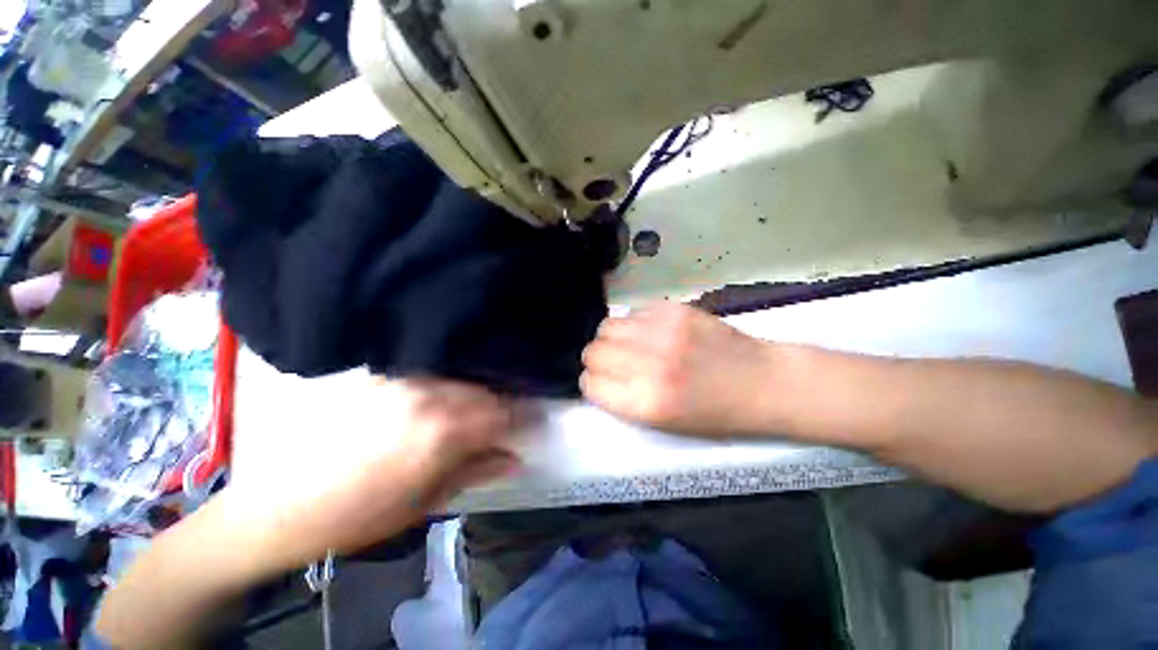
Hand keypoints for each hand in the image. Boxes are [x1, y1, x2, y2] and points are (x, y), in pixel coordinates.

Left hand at [223, 379, 518, 570]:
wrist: (277, 506)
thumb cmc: (358, 516)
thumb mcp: (426, 501)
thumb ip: (477, 470)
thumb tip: (515, 457)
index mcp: (441, 432)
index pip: (502, 414)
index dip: (525, 418)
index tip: (536, 422)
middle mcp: (427, 396)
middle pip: (485, 391)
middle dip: (503, 405)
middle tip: (508, 419)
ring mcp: (403, 380)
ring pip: (462, 379)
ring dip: (478, 393)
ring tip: (480, 409)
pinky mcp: (383, 375)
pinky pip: (432, 373)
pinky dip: (451, 384)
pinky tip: (447, 398)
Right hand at [581, 303, 778, 435]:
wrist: (763, 382)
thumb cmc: (715, 414)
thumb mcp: (664, 424)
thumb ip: (624, 400)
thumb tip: (597, 376)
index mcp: (646, 402)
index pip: (590, 384)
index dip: (593, 383)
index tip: (601, 381)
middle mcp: (649, 364)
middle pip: (594, 351)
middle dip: (598, 359)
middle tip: (616, 362)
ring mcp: (663, 332)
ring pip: (607, 326)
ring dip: (613, 337)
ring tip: (631, 344)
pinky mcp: (675, 309)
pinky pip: (633, 311)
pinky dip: (634, 322)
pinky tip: (650, 331)